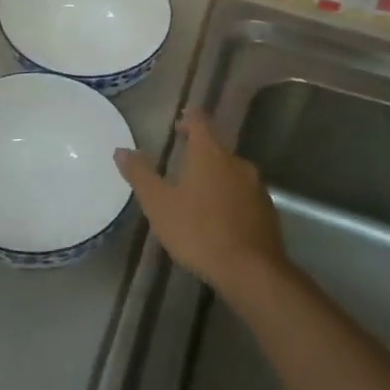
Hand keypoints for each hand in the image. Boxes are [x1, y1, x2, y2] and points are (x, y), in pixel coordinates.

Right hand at [115, 110, 285, 295]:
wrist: (251, 271)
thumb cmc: (198, 231)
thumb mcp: (159, 204)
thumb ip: (140, 174)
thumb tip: (121, 150)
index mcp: (210, 153)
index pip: (200, 121)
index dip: (189, 118)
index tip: (179, 124)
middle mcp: (237, 162)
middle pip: (217, 147)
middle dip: (200, 152)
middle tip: (181, 163)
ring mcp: (256, 187)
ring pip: (232, 172)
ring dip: (216, 177)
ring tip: (198, 195)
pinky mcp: (267, 211)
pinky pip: (244, 196)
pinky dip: (230, 199)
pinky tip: (220, 219)